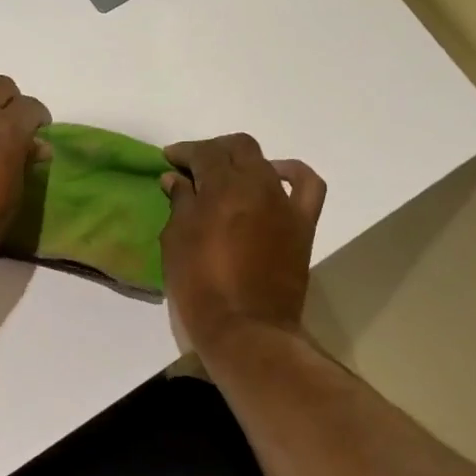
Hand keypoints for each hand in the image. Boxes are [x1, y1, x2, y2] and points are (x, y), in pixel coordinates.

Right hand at [159, 134, 327, 355]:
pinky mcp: (302, 223)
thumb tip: (176, 179)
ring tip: (227, 175)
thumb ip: (180, 203)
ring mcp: (284, 203)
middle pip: (238, 148)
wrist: (246, 328)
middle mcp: (257, 185)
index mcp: (222, 188)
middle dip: (214, 150)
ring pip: (265, 162)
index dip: (184, 152)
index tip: (169, 160)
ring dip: (243, 161)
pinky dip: (291, 173)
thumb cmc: (200, 285)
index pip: (204, 153)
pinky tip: (275, 177)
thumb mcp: (176, 241)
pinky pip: (306, 185)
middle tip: (194, 166)